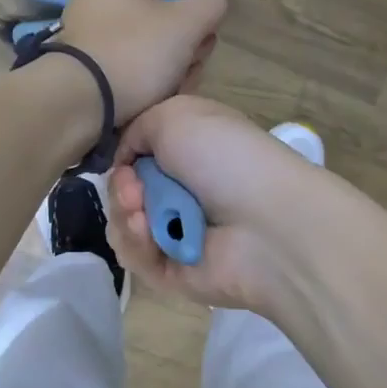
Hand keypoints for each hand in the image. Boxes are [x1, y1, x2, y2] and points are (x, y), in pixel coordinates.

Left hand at [59, 0, 226, 123]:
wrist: (79, 101)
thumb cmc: (134, 50)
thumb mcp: (188, 24)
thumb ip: (210, 4)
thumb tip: (210, 3)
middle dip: (185, 20)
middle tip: (195, 44)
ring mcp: (95, 18)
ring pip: (151, 25)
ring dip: (173, 50)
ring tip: (179, 76)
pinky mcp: (92, 51)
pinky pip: (133, 49)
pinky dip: (149, 67)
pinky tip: (160, 89)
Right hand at [106, 97, 333, 312]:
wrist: (264, 221)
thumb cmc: (226, 157)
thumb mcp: (177, 116)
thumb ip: (138, 129)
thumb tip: (125, 160)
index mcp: (191, 153)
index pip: (140, 157)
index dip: (124, 157)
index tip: (124, 159)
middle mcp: (185, 192)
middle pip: (126, 192)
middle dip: (121, 188)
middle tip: (134, 189)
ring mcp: (179, 233)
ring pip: (125, 225)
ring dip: (125, 215)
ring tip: (140, 213)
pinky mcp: (173, 271)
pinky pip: (135, 257)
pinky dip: (136, 242)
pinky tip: (148, 232)